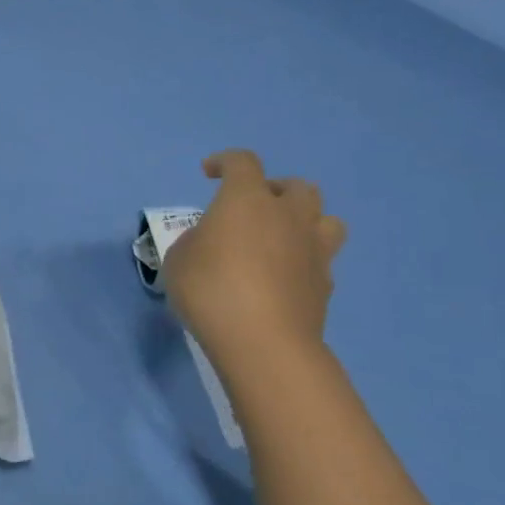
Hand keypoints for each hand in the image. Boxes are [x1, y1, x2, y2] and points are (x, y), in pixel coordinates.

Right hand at [163, 149, 346, 368]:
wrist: (263, 342)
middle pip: (296, 186)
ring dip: (304, 221)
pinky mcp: (325, 283)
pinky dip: (305, 261)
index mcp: (247, 199)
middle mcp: (287, 215)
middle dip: (274, 190)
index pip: (242, 162)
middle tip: (253, 208)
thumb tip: (211, 242)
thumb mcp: (178, 260)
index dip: (224, 162)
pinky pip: (321, 259)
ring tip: (282, 239)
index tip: (209, 172)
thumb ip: (195, 241)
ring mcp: (313, 249)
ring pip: (325, 218)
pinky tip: (284, 278)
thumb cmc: (210, 290)